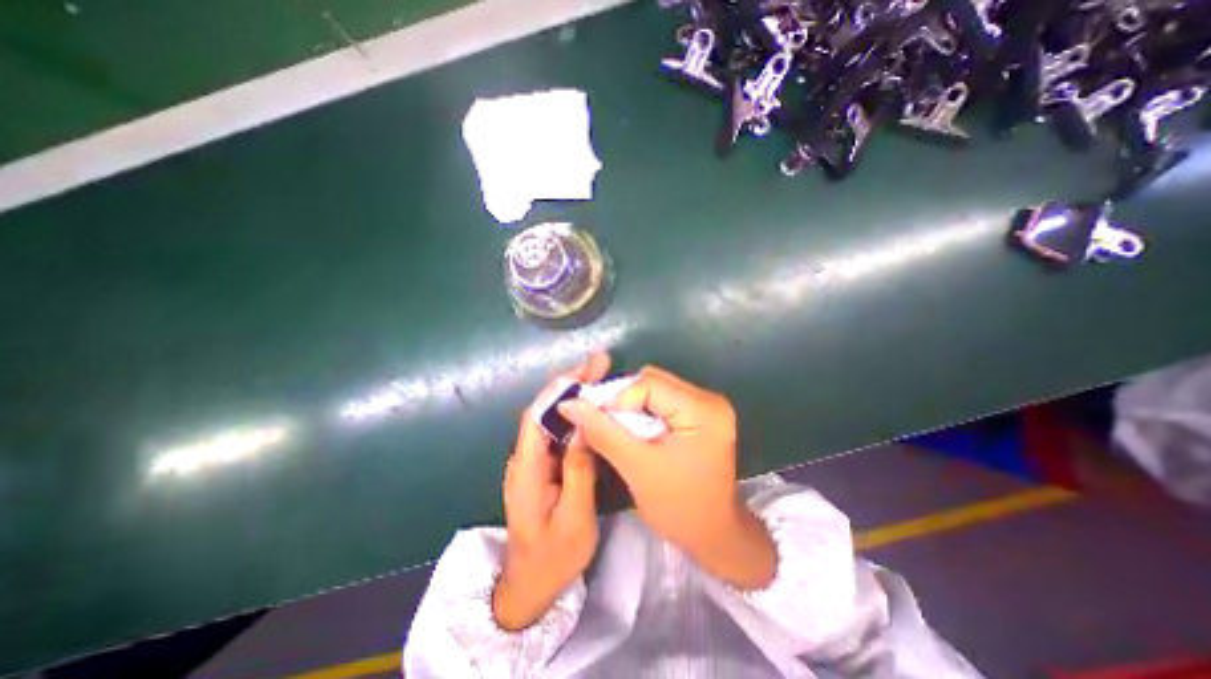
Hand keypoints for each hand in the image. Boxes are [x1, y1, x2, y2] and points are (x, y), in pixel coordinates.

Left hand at [488, 356, 605, 631]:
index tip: (585, 370)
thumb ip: (578, 472)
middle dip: (569, 384)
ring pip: (550, 418)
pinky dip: (573, 414)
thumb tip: (585, 428)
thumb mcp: (575, 519)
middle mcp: (524, 459)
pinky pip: (556, 432)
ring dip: (572, 395)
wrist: (531, 586)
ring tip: (598, 376)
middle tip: (599, 364)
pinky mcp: (542, 466)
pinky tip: (590, 407)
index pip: (537, 416)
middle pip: (544, 411)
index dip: (559, 389)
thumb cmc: (554, 558)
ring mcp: (532, 462)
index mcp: (526, 470)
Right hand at [557, 367, 774, 587]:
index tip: (595, 420)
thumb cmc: (678, 506)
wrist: (712, 534)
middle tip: (602, 423)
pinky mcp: (701, 414)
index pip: (649, 383)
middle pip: (653, 381)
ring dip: (631, 405)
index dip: (617, 398)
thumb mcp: (636, 467)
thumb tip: (569, 403)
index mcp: (702, 410)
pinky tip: (633, 430)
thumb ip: (602, 431)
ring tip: (616, 428)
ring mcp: (707, 406)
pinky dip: (643, 411)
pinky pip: (663, 400)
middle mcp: (709, 399)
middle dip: (623, 400)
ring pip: (656, 388)